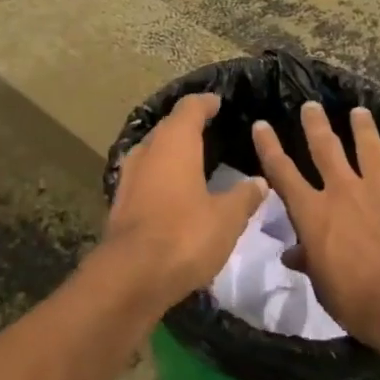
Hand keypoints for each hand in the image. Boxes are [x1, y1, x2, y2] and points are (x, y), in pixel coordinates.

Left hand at [105, 94, 267, 306]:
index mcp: (174, 142)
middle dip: (188, 126)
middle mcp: (148, 150)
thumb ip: (244, 196)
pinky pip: (146, 176)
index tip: (218, 102)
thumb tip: (259, 182)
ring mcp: (130, 176)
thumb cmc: (185, 235)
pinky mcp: (121, 202)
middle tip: (211, 130)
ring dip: (172, 152)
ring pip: (154, 152)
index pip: (190, 108)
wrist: (131, 276)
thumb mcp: (227, 218)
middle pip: (168, 127)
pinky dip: (162, 176)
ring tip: (195, 160)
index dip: (205, 103)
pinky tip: (175, 190)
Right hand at [251, 102, 379, 353]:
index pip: (283, 173)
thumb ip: (309, 262)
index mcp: (314, 213)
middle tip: (311, 105)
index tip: (261, 125)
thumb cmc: (356, 300)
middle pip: (326, 149)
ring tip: (359, 112)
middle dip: (316, 125)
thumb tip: (293, 254)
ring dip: (364, 130)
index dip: (269, 148)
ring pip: (372, 151)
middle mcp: (345, 192)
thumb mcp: (322, 285)